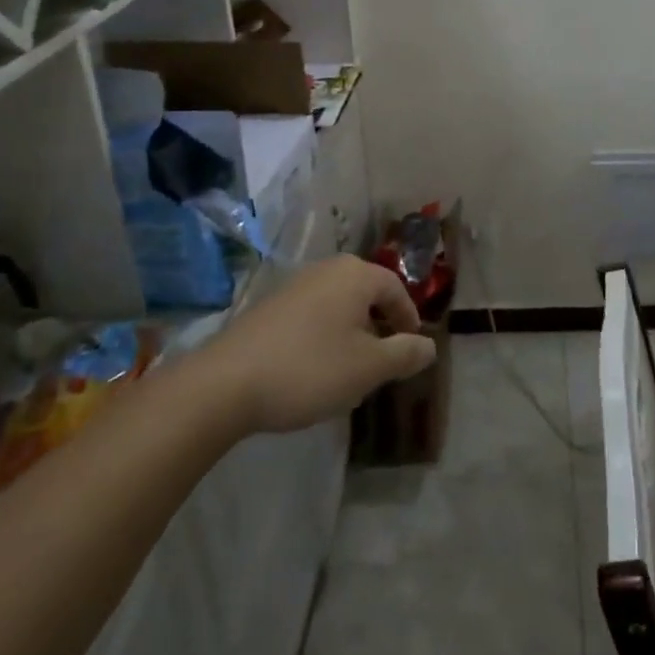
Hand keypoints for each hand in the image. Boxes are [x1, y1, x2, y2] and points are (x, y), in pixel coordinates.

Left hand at [199, 255, 436, 434]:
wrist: (225, 384)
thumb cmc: (310, 369)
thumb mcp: (368, 368)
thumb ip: (405, 354)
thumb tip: (429, 345)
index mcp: (356, 275)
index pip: (395, 289)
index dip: (408, 319)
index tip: (410, 349)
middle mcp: (326, 269)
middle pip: (366, 293)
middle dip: (378, 326)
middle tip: (382, 360)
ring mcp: (294, 285)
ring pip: (337, 305)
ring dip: (350, 333)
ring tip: (349, 369)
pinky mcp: (269, 306)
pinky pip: (311, 315)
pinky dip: (322, 336)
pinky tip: (313, 369)